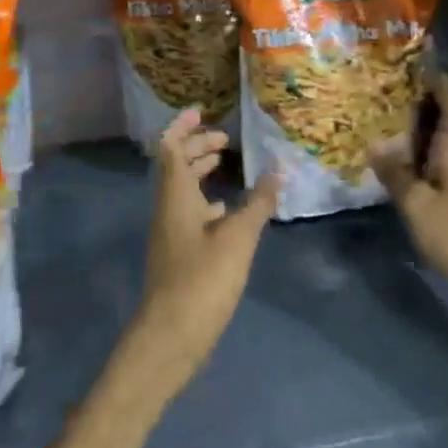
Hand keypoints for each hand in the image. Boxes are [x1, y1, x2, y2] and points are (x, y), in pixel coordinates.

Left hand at [134, 111, 280, 377]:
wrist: (171, 336)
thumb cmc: (203, 280)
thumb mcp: (237, 238)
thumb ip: (259, 203)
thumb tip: (280, 169)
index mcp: (175, 196)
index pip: (169, 147)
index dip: (182, 126)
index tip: (202, 111)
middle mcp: (167, 208)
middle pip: (175, 166)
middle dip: (196, 147)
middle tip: (225, 142)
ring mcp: (170, 232)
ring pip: (182, 190)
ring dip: (200, 173)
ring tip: (228, 167)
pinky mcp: (178, 254)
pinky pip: (189, 213)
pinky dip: (207, 203)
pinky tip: (228, 212)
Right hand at [371, 76, 447, 317]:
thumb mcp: (417, 206)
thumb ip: (396, 175)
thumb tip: (375, 146)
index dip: (442, 83)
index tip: (426, 62)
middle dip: (434, 98)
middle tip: (404, 84)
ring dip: (430, 123)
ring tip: (400, 112)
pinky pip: (445, 158)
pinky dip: (428, 147)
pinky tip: (410, 155)